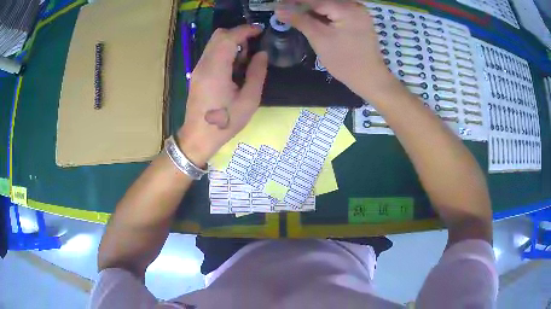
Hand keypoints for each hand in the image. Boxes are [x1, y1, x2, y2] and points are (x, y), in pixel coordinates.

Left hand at [178, 25, 267, 165]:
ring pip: (213, 43)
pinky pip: (211, 53)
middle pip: (218, 35)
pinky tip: (233, 67)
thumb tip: (262, 54)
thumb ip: (257, 74)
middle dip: (238, 34)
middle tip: (253, 46)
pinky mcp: (197, 74)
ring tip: (245, 59)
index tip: (260, 31)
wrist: (198, 138)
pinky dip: (224, 51)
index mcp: (216, 69)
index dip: (245, 30)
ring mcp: (198, 69)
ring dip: (231, 43)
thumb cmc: (225, 123)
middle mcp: (204, 64)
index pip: (229, 37)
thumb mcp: (249, 101)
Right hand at [276, 0, 398, 99]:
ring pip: (329, 5)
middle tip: (286, 10)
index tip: (278, 4)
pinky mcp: (358, 19)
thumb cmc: (345, 61)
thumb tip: (279, 9)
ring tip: (296, 15)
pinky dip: (323, 13)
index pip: (314, 0)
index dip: (294, 1)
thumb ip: (300, 20)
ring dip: (312, 9)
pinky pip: (337, 10)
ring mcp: (358, 12)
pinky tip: (312, 18)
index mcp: (347, 8)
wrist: (370, 78)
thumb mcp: (320, 39)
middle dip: (303, 5)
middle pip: (322, 1)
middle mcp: (355, 5)